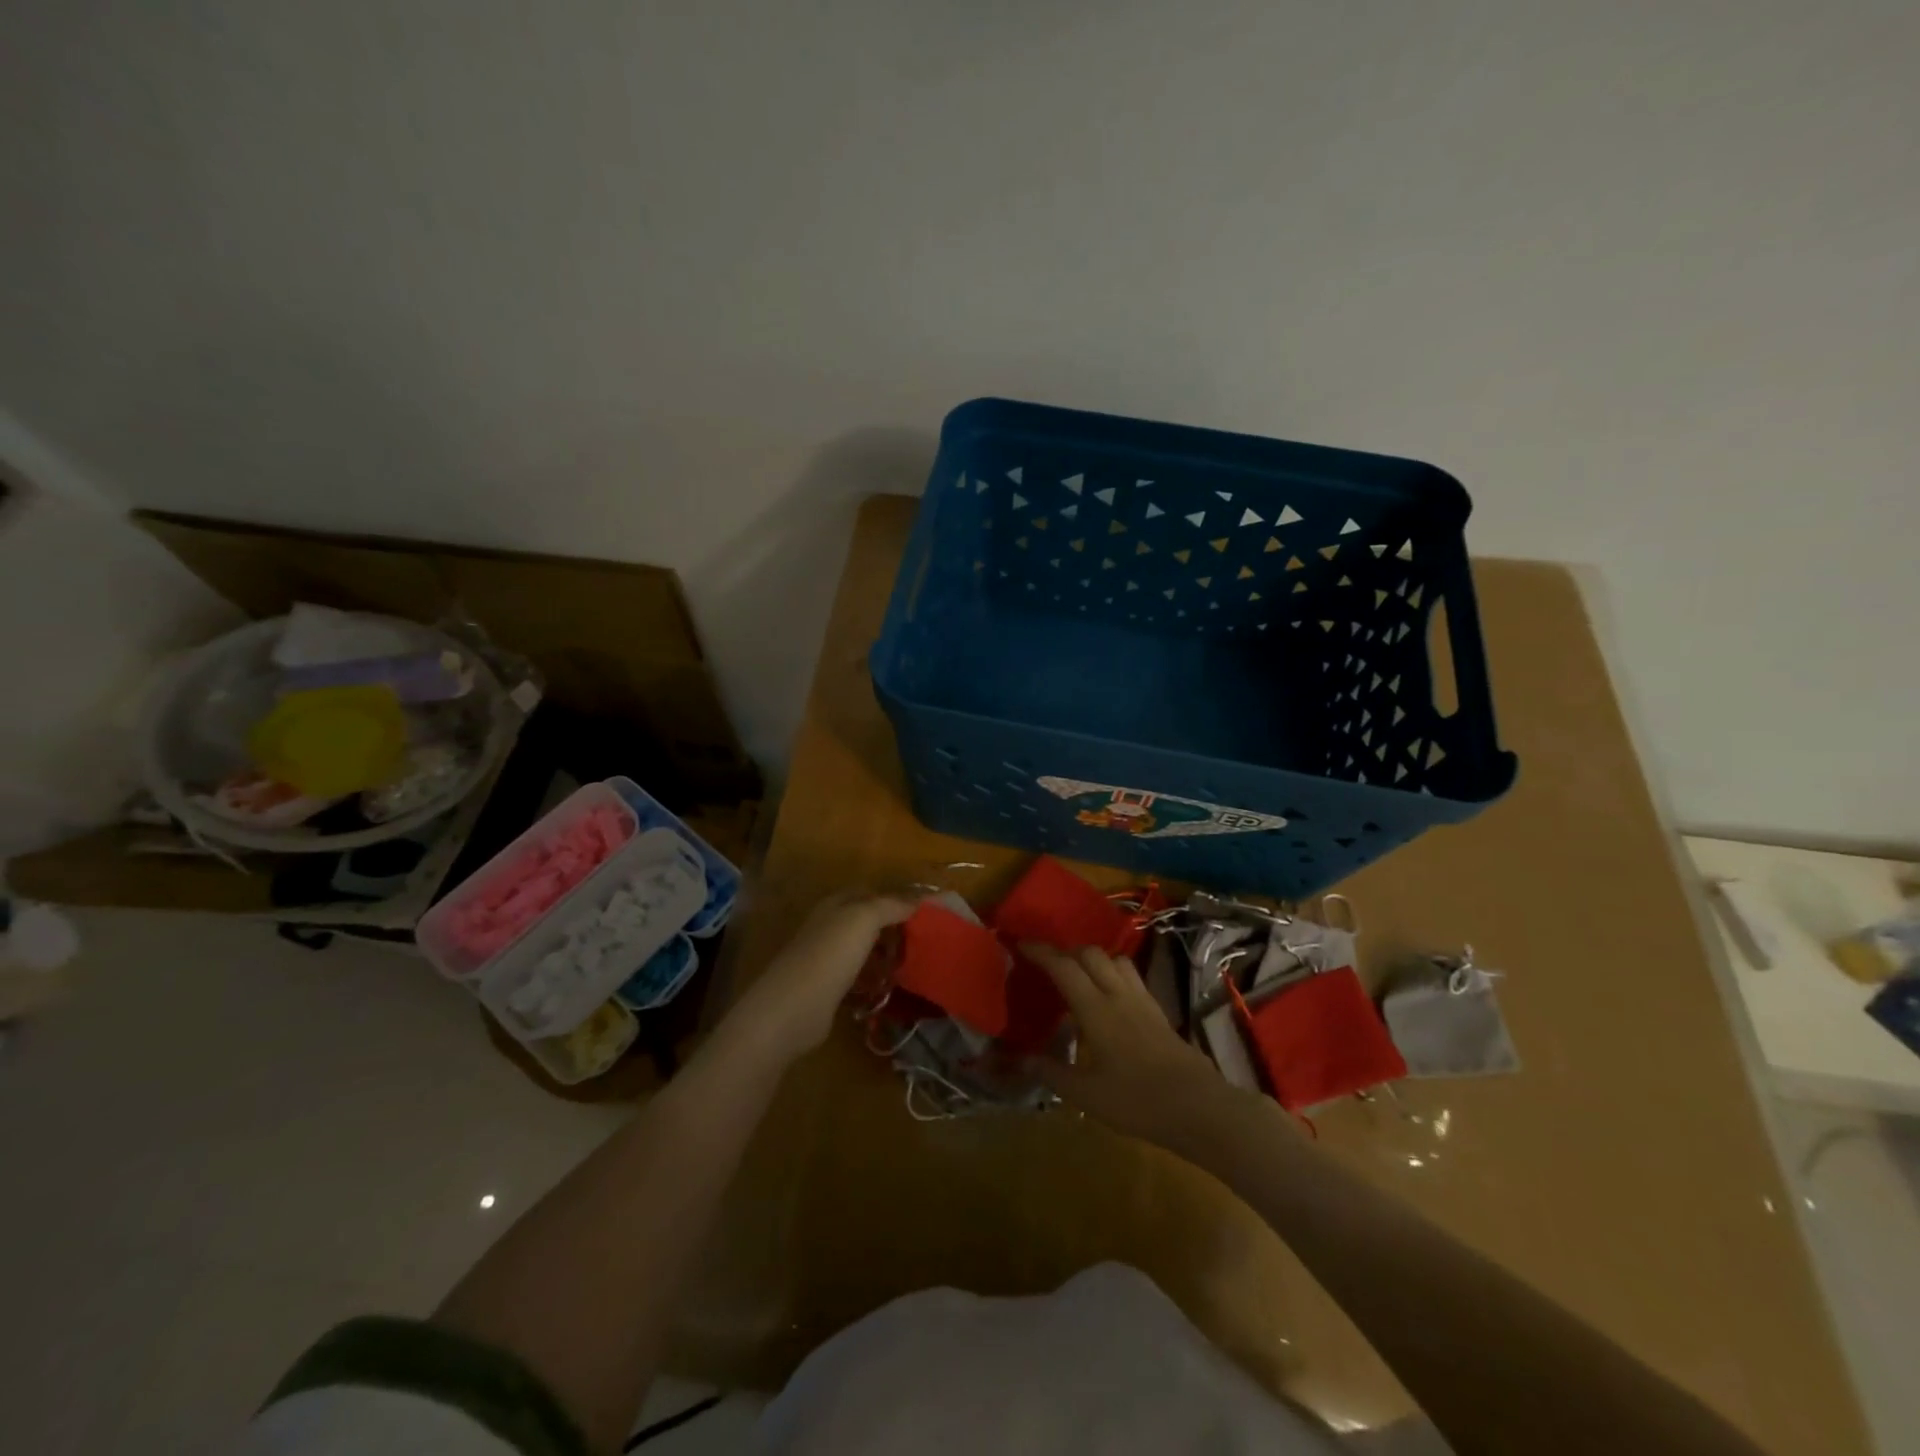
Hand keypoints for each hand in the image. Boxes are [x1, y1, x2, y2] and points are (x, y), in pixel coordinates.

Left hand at [729, 892, 918, 1063]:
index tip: (924, 913)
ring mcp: (826, 958)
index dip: (896, 899)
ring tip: (912, 964)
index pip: (871, 892)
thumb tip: (918, 900)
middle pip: (867, 921)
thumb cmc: (830, 955)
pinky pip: (858, 975)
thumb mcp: (864, 919)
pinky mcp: (827, 987)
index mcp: (836, 905)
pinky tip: (890, 987)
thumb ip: (891, 905)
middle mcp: (829, 926)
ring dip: (886, 954)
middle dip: (894, 928)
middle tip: (923, 941)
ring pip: (863, 949)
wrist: (793, 1008)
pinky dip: (874, 978)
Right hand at [1022, 942, 1237, 1147]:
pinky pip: (1130, 976)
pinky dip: (1112, 973)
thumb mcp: (1085, 1094)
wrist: (1199, 1107)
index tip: (1020, 944)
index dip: (1041, 952)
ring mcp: (1142, 1000)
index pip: (1064, 967)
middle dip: (1065, 951)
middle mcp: (1118, 994)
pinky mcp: (1158, 1011)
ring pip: (1114, 960)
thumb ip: (1050, 1072)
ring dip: (1092, 958)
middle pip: (1090, 954)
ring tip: (1078, 975)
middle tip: (1046, 964)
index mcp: (1096, 1009)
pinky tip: (1108, 997)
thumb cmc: (1137, 1101)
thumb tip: (1018, 1058)